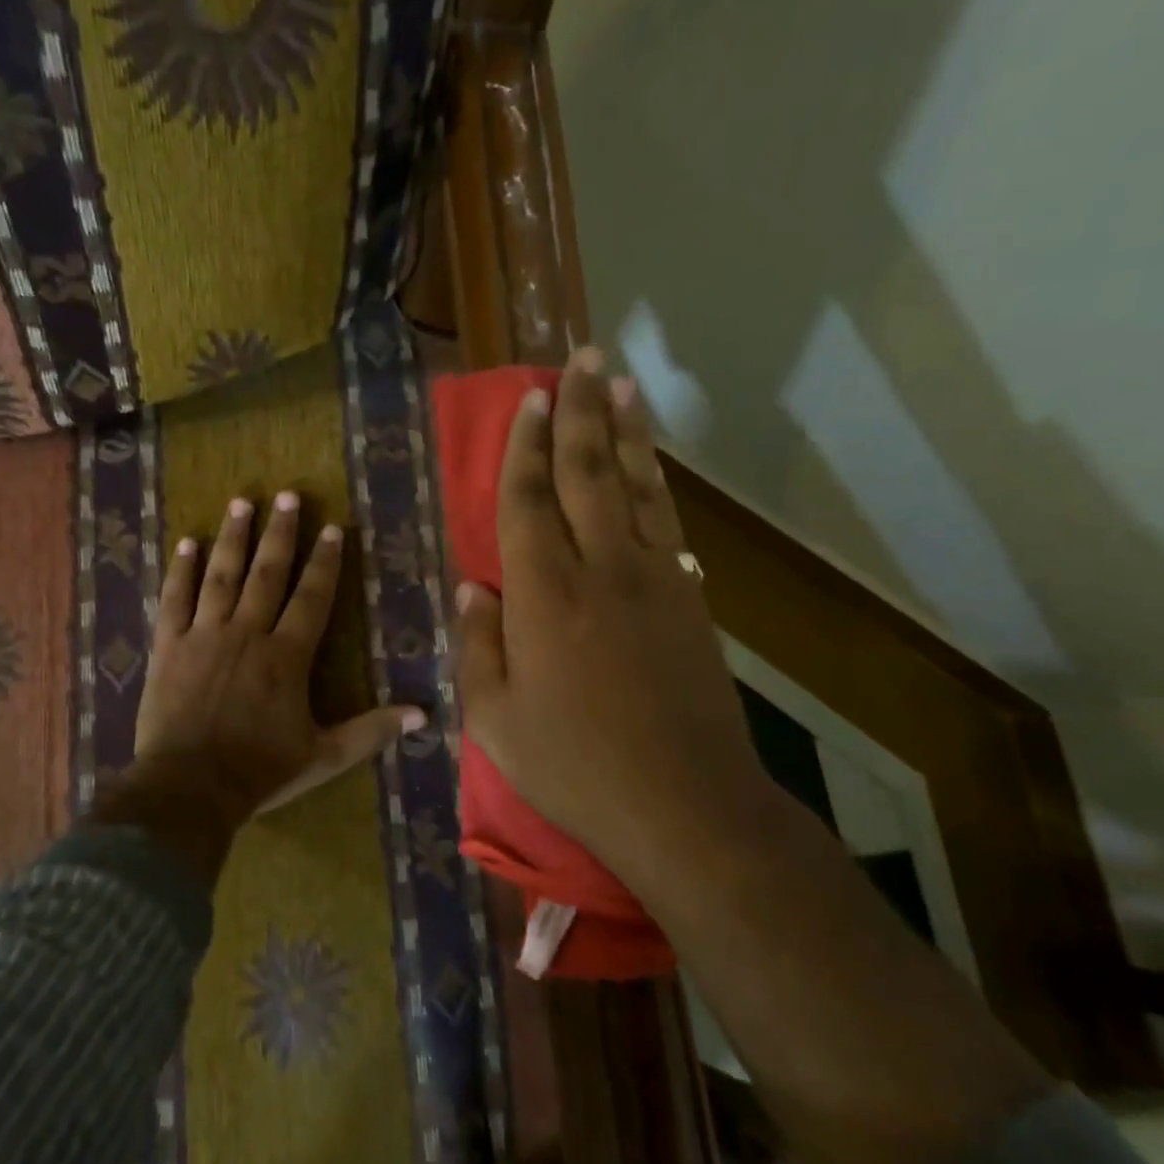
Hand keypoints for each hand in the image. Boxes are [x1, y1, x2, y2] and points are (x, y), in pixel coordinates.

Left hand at [131, 491, 425, 830]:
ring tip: (242, 502)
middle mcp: (247, 633)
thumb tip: (423, 715)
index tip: (331, 528)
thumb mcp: (324, 756)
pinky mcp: (168, 646)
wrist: (188, 788)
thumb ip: (372, 731)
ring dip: (233, 537)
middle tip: (288, 495)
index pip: (312, 597)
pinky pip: (174, 599)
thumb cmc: (259, 771)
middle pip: (267, 573)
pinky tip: (186, 543)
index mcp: (287, 656)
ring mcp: (204, 635)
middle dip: (280, 533)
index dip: (324, 562)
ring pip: (221, 575)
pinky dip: (180, 571)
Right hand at [453, 349, 759, 883]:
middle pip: (587, 473)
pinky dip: (656, 482)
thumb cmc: (574, 766)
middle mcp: (600, 569)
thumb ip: (477, 645)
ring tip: (620, 383)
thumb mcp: (496, 718)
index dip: (525, 446)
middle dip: (580, 412)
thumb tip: (473, 586)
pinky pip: (667, 521)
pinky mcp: (689, 598)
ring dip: (625, 430)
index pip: (528, 501)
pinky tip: (650, 462)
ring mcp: (653, 579)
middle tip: (580, 359)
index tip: (529, 399)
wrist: (685, 804)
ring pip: (635, 486)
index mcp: (543, 596)